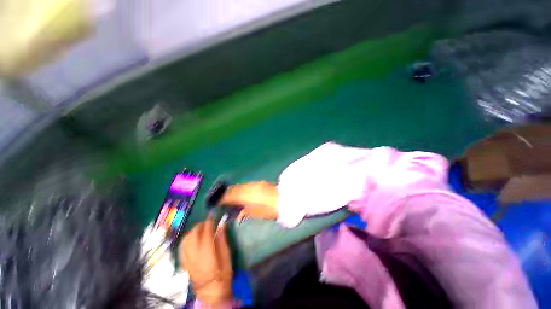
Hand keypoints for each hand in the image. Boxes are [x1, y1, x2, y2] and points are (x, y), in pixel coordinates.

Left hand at [179, 218, 232, 305]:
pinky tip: (193, 238)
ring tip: (200, 228)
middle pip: (192, 235)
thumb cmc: (223, 275)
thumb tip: (221, 225)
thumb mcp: (227, 257)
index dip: (209, 223)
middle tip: (208, 222)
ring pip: (185, 240)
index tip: (213, 216)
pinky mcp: (184, 264)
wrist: (212, 294)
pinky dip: (187, 239)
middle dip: (199, 225)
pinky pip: (182, 247)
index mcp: (206, 254)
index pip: (205, 233)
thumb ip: (222, 240)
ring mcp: (187, 260)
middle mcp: (194, 256)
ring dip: (192, 231)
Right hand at [219, 180, 278, 220]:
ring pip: (242, 185)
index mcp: (248, 196)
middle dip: (229, 193)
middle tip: (223, 199)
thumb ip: (247, 212)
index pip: (232, 195)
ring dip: (236, 190)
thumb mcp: (259, 213)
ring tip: (233, 196)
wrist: (286, 198)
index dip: (224, 198)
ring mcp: (256, 184)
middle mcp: (250, 187)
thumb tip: (238, 214)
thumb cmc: (272, 209)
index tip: (219, 201)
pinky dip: (243, 188)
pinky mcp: (261, 182)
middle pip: (236, 188)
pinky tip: (244, 192)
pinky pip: (248, 184)